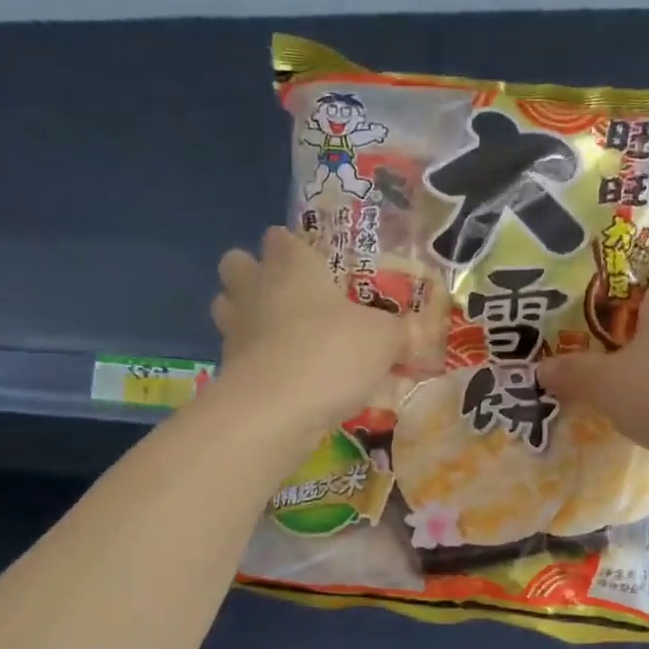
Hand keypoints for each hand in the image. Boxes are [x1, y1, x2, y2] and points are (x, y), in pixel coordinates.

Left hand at [211, 226, 405, 431]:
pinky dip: (254, 361)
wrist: (275, 410)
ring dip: (247, 316)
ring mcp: (234, 329)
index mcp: (291, 265)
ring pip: (226, 306)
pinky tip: (284, 379)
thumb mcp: (384, 340)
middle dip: (255, 274)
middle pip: (237, 263)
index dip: (293, 246)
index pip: (280, 238)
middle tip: (290, 296)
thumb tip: (422, 334)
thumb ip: (402, 333)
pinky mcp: (225, 369)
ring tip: (281, 336)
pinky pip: (237, 354)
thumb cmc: (331, 353)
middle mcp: (256, 288)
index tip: (315, 262)